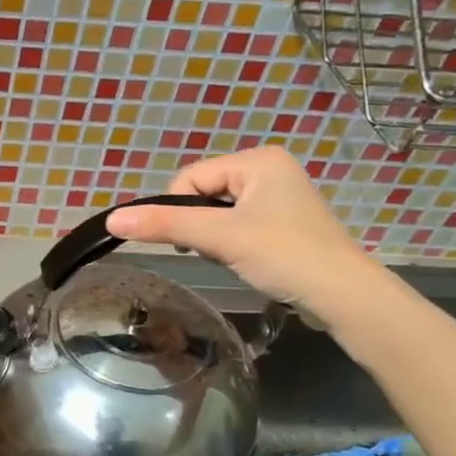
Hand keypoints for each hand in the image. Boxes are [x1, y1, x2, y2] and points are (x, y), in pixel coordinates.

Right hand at [103, 146, 380, 320]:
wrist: (343, 296)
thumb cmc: (284, 255)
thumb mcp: (219, 237)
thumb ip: (165, 224)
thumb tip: (112, 219)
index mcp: (258, 160)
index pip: (191, 177)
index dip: (179, 209)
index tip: (192, 241)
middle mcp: (269, 169)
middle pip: (203, 193)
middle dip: (199, 224)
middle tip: (216, 250)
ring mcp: (278, 197)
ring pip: (217, 212)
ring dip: (213, 236)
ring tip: (232, 256)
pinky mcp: (282, 223)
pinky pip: (236, 224)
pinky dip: (230, 242)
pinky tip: (245, 260)